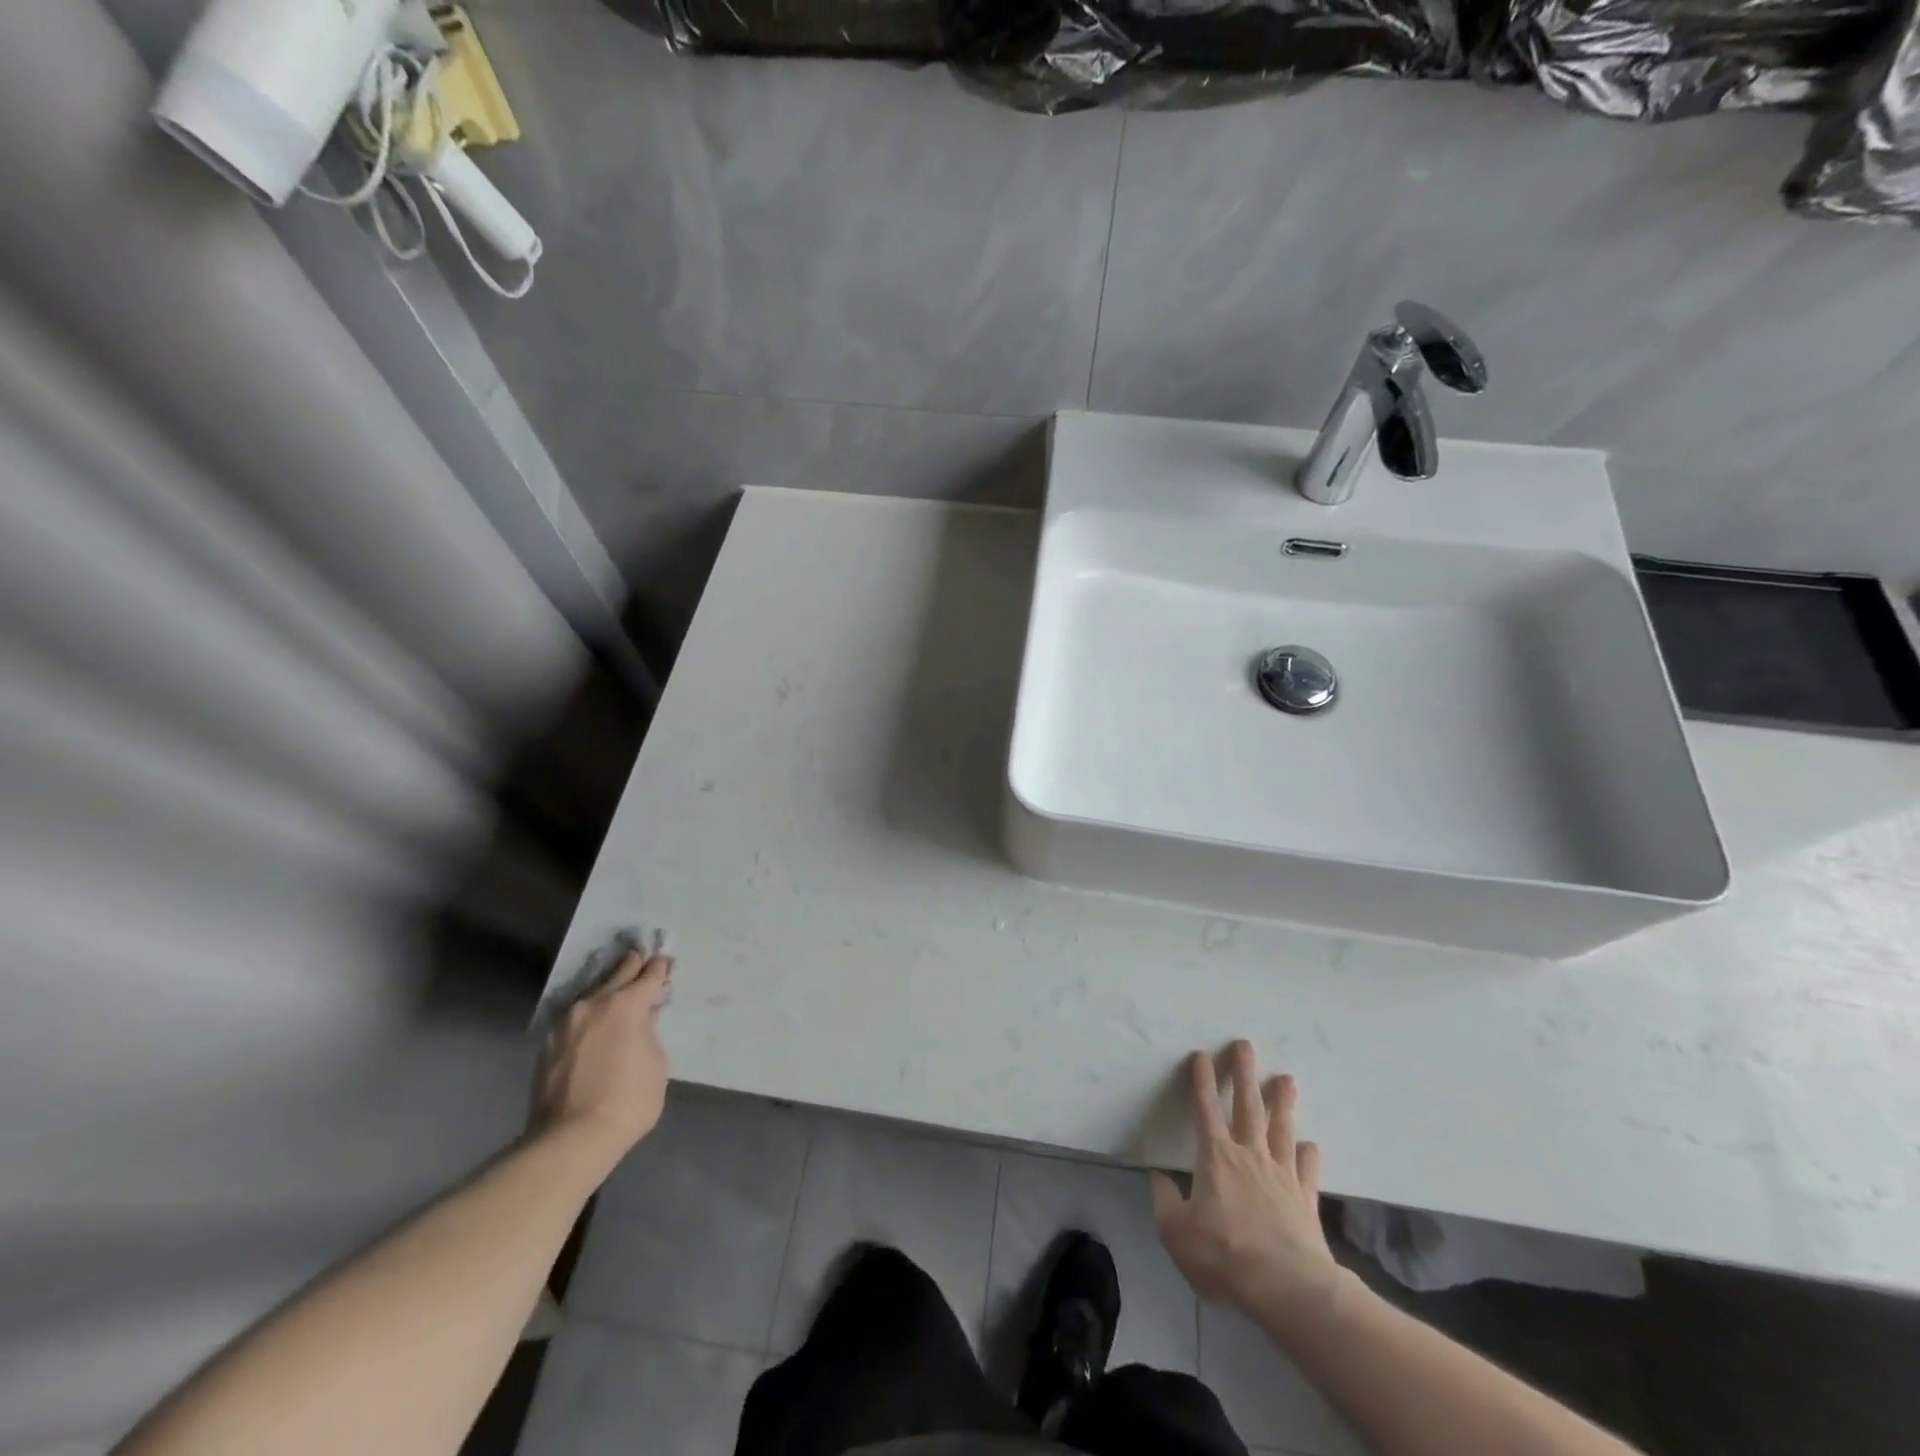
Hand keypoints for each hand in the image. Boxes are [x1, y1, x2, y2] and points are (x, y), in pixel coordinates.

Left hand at [532, 951, 671, 1168]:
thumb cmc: (628, 1100)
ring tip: (617, 986)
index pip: (649, 975)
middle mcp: (594, 1004)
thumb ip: (649, 1032)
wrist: (570, 1139)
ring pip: (592, 994)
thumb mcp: (656, 1063)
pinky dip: (589, 1012)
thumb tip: (641, 1021)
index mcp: (626, 1004)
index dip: (660, 967)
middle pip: (617, 974)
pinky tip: (594, 1019)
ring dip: (607, 988)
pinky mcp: (548, 1044)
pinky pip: (575, 1016)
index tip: (664, 959)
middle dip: (632, 965)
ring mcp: (566, 1022)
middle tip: (641, 957)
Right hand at [1151, 1041, 1345, 1334]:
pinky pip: (1307, 1169)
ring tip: (1287, 1079)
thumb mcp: (1176, 1232)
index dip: (1201, 1080)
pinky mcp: (1306, 1199)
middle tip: (1245, 1045)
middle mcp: (1249, 1155)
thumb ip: (1165, 1201)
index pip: (1205, 1108)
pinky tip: (1311, 1145)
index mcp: (1215, 1157)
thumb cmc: (1224, 1255)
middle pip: (1247, 1105)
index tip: (1201, 1054)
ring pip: (1281, 1128)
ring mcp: (1281, 1175)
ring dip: (1282, 1102)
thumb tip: (1160, 1179)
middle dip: (1244, 1073)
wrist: (1288, 1288)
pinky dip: (1309, 1155)